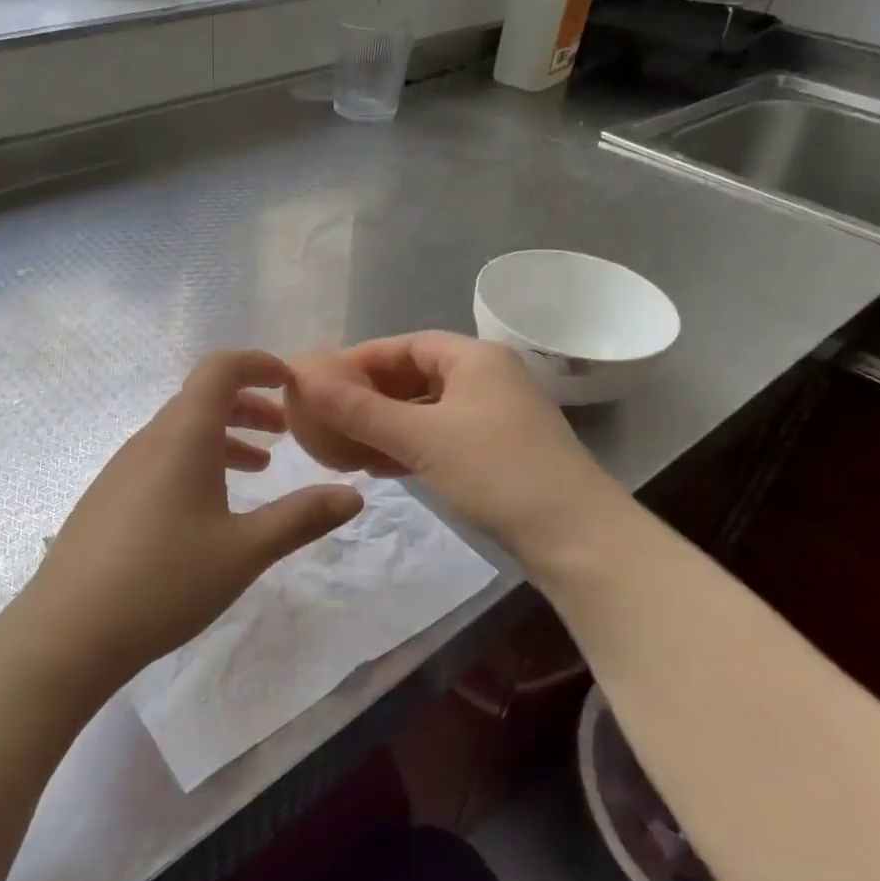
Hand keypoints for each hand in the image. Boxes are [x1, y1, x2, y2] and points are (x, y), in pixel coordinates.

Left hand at [23, 350, 363, 688]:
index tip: (293, 383)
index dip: (259, 364)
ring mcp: (123, 467)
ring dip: (224, 436)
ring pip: (182, 430)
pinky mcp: (109, 495)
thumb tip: (354, 495)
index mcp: (183, 436)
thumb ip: (301, 517)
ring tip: (260, 467)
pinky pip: (161, 457)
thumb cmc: (164, 582)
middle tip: (286, 432)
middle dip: (250, 405)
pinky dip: (197, 460)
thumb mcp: (245, 551)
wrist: (67, 633)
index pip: (220, 368)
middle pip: (202, 397)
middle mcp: (150, 439)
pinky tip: (209, 507)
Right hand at [288, 331, 621, 562]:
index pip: (405, 344)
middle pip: (415, 375)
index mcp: (475, 357)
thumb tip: (304, 381)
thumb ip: (361, 410)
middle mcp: (487, 377)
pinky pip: (440, 436)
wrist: (575, 536)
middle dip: (370, 394)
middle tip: (327, 415)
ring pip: (426, 409)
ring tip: (343, 443)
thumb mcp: (421, 438)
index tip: (320, 380)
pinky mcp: (496, 451)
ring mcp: (494, 416)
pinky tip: (379, 465)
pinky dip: (408, 445)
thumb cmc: (496, 471)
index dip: (360, 359)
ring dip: (386, 423)